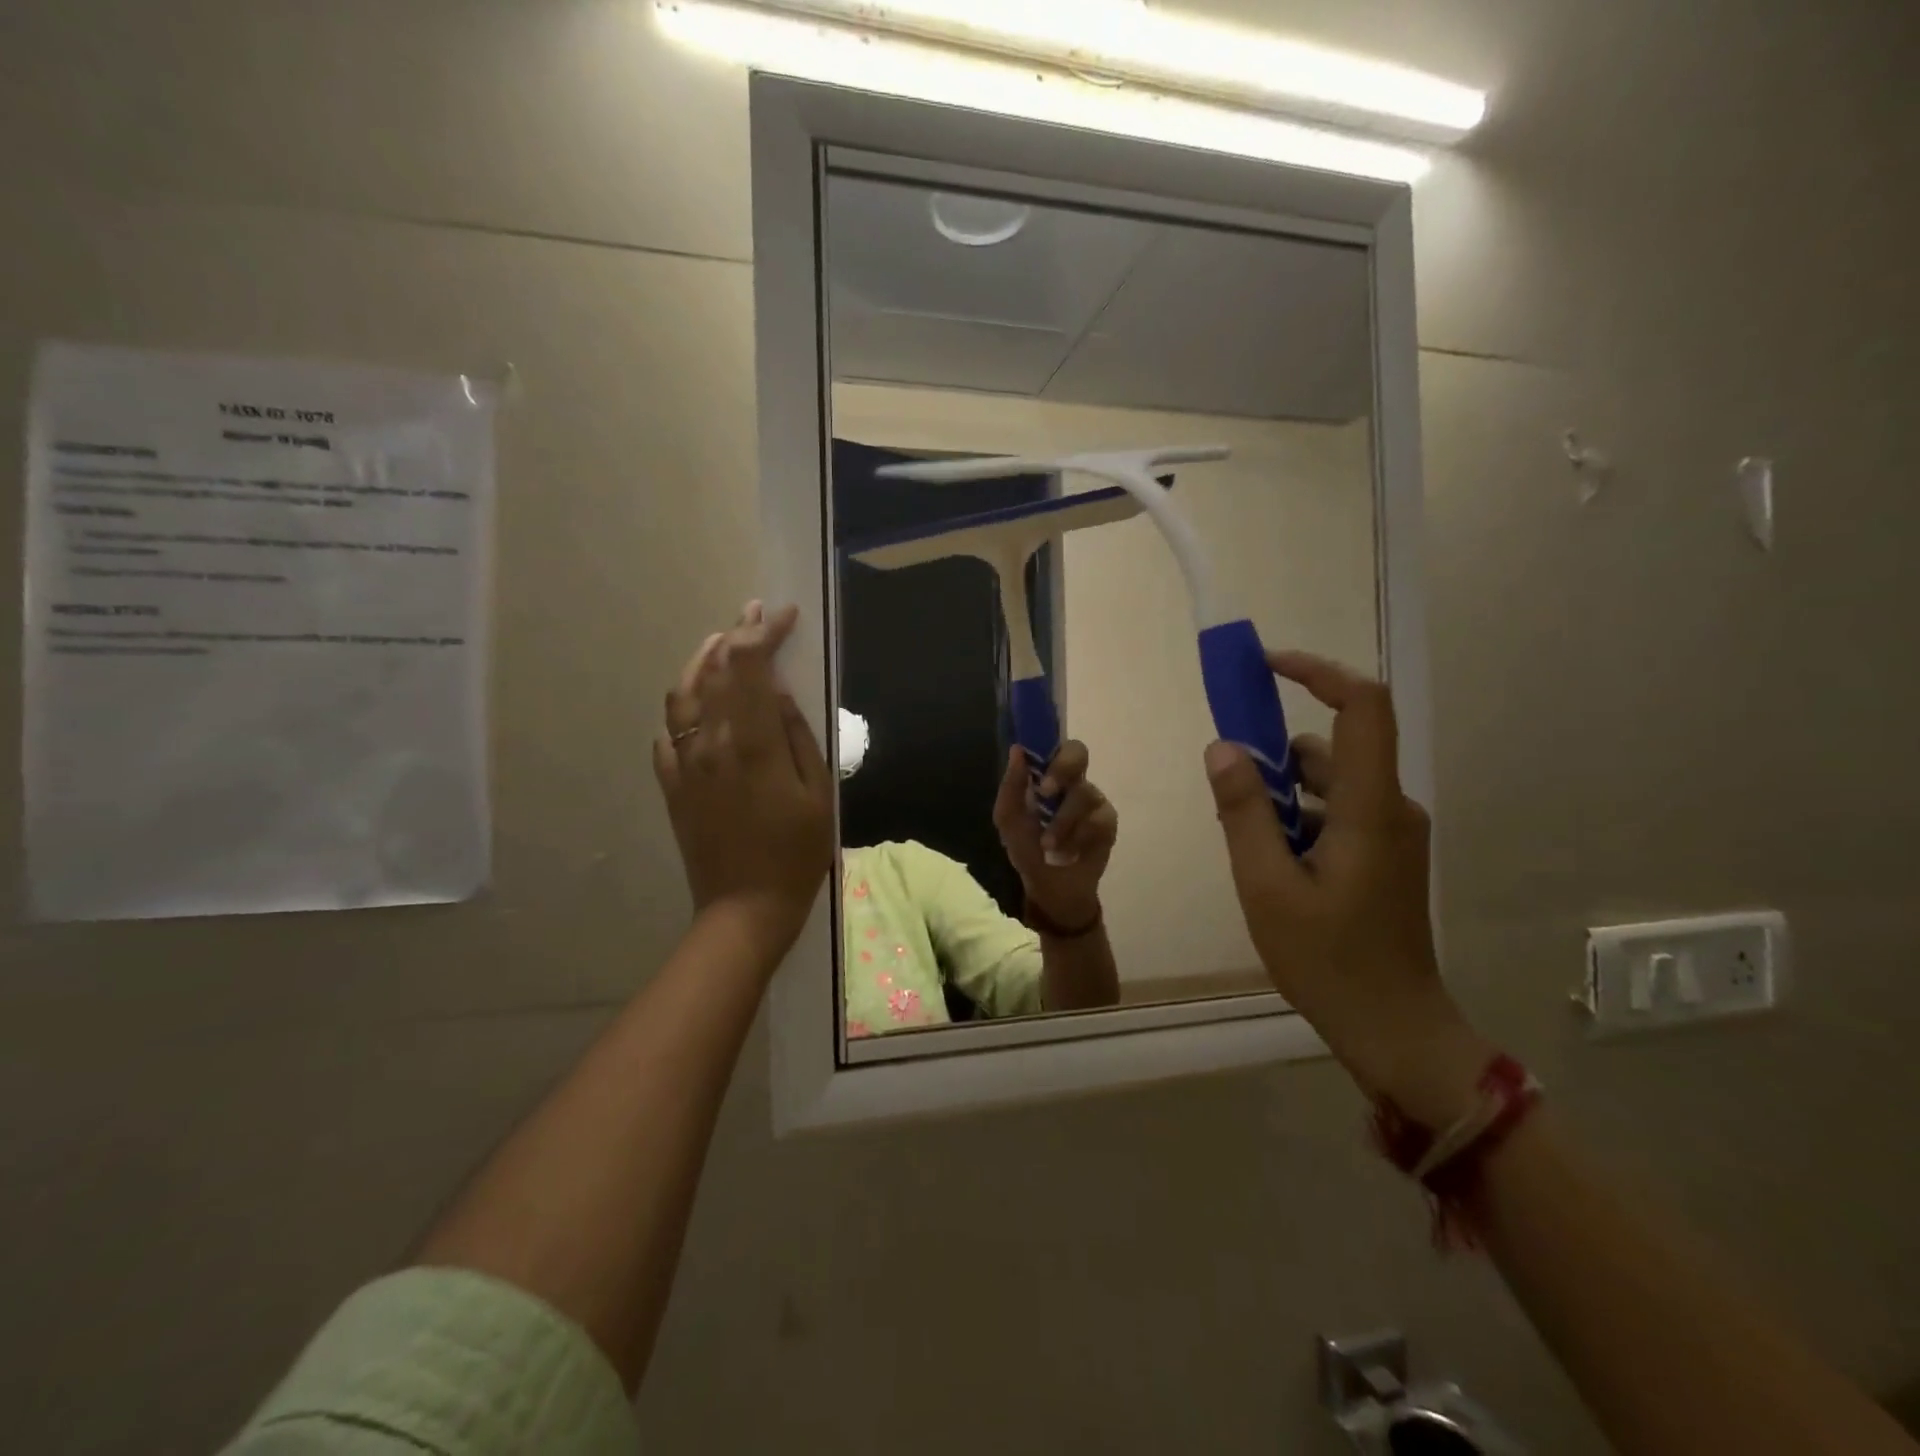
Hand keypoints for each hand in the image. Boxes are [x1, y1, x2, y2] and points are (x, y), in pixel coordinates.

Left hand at [654, 602, 833, 966]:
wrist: (744, 908)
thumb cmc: (796, 853)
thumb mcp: (817, 793)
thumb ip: (796, 735)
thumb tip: (777, 692)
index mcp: (751, 742)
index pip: (750, 665)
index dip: (764, 631)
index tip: (783, 615)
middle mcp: (709, 742)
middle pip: (716, 670)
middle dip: (737, 634)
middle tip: (754, 612)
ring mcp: (684, 763)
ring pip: (683, 694)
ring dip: (702, 660)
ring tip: (720, 643)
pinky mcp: (671, 785)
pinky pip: (668, 733)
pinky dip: (683, 706)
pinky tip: (697, 705)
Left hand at [994, 739, 1116, 927]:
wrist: (1049, 887)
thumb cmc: (1026, 848)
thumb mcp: (1008, 820)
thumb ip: (1011, 787)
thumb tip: (1017, 750)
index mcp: (1047, 775)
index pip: (1054, 744)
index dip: (1048, 743)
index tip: (1035, 759)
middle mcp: (1073, 781)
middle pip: (1079, 753)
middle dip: (1062, 769)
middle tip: (1046, 792)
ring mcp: (1093, 800)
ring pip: (1083, 794)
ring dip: (1062, 822)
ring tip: (1048, 845)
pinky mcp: (1107, 823)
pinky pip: (1097, 820)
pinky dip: (1078, 838)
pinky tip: (1070, 852)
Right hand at [1204, 650, 1490, 1126]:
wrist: (1395, 1030)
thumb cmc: (1328, 961)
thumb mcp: (1266, 886)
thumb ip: (1243, 812)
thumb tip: (1222, 748)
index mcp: (1371, 808)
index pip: (1362, 706)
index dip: (1317, 672)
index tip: (1264, 666)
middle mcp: (1391, 808)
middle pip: (1332, 748)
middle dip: (1273, 756)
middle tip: (1225, 791)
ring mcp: (1392, 834)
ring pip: (1330, 784)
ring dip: (1282, 795)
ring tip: (1245, 844)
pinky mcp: (1386, 855)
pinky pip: (1337, 812)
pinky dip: (1299, 819)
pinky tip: (1271, 864)